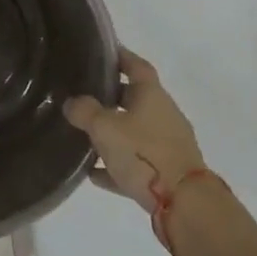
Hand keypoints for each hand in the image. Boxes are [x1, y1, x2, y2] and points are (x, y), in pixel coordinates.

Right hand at [64, 48, 204, 212]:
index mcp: (152, 95)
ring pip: (135, 131)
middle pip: (135, 99)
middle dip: (111, 97)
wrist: (184, 203)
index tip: (103, 51)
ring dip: (113, 133)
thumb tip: (72, 102)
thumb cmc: (144, 154)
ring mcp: (168, 144)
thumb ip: (85, 112)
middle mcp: (163, 114)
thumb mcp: (105, 129)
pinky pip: (137, 162)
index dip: (121, 56)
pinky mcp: (168, 172)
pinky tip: (94, 173)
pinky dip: (117, 164)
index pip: (136, 66)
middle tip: (84, 95)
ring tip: (84, 135)